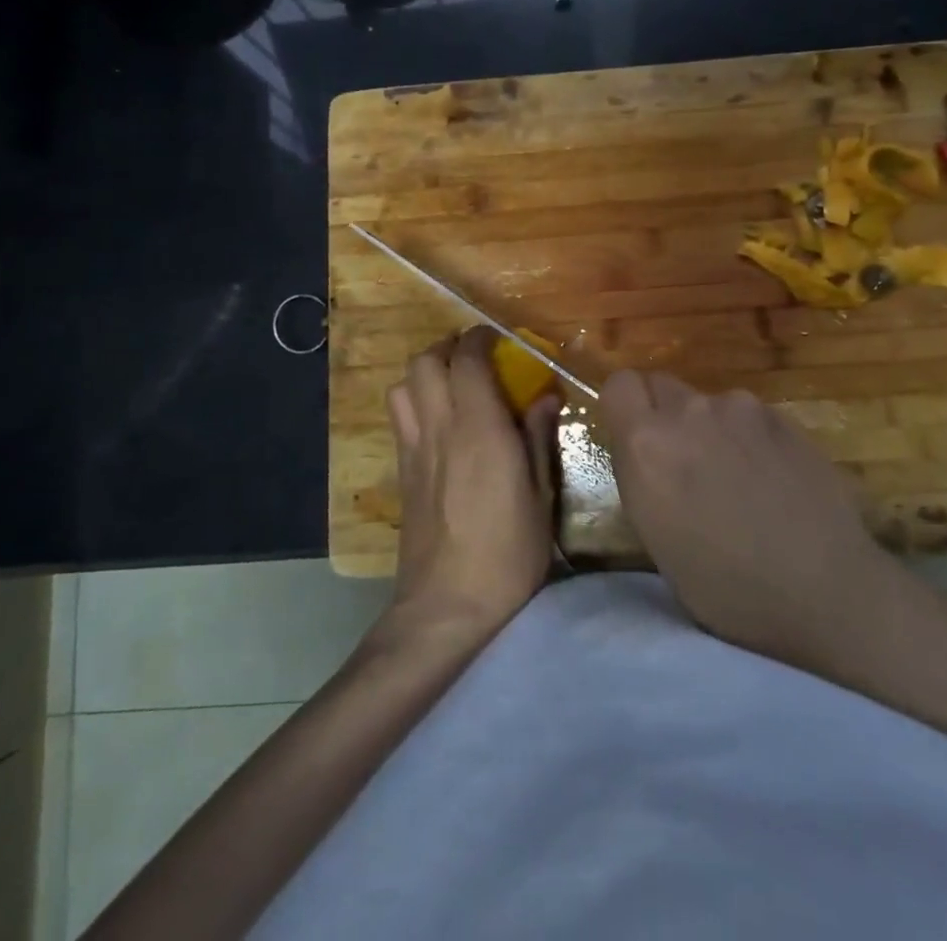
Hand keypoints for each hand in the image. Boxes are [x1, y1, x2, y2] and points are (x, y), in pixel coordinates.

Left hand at [385, 327, 558, 641]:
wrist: (446, 606)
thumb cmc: (507, 553)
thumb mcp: (540, 496)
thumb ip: (539, 438)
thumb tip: (546, 397)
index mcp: (479, 429)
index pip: (467, 360)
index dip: (480, 339)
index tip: (498, 339)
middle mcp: (440, 428)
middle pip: (425, 361)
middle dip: (448, 348)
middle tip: (475, 358)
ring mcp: (414, 448)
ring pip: (402, 385)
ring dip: (425, 372)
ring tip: (452, 385)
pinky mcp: (402, 471)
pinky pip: (400, 416)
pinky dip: (415, 400)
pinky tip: (438, 422)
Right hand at [603, 370, 915, 677]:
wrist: (825, 592)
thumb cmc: (726, 588)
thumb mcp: (656, 537)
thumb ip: (643, 474)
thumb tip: (647, 452)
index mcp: (647, 444)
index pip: (619, 385)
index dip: (626, 408)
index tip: (636, 439)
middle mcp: (689, 412)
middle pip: (662, 385)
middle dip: (665, 415)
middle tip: (686, 463)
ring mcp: (740, 409)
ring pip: (709, 403)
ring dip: (711, 428)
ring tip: (739, 478)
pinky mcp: (783, 417)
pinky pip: (749, 416)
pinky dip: (750, 437)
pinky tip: (774, 479)